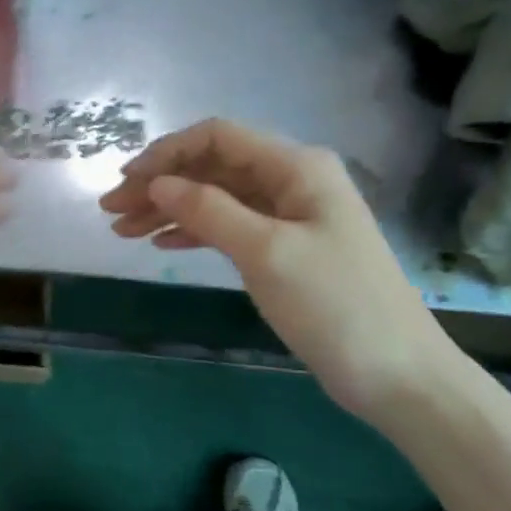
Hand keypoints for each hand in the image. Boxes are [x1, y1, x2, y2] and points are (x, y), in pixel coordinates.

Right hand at [99, 118, 456, 420]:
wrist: (397, 373)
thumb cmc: (335, 306)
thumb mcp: (266, 252)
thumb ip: (209, 210)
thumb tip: (158, 182)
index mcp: (296, 167)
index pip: (217, 137)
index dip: (166, 153)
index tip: (125, 180)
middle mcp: (292, 181)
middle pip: (212, 167)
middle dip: (160, 184)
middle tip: (112, 212)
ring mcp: (290, 216)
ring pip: (216, 198)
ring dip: (170, 209)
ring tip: (123, 231)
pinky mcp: (285, 249)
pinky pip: (230, 226)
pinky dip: (194, 231)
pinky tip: (162, 243)